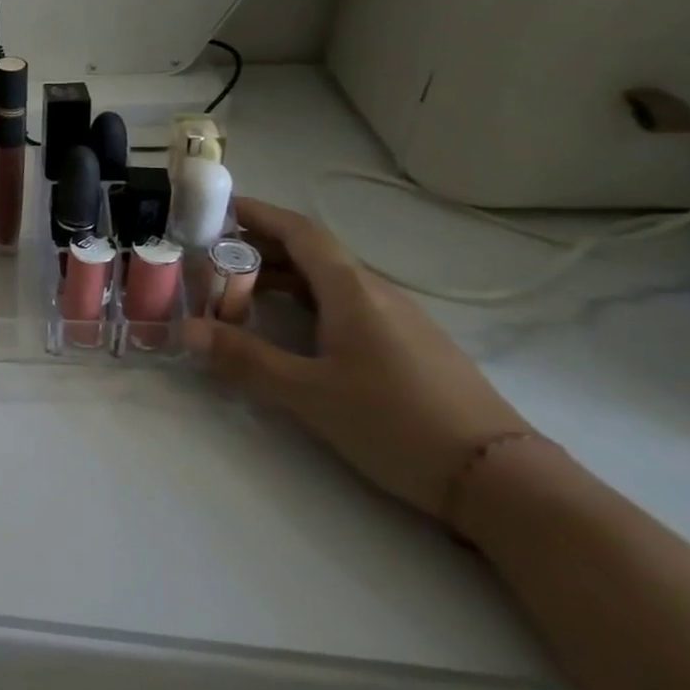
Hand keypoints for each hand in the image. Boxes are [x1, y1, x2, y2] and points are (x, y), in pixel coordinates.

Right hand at [187, 198, 531, 518]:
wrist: (503, 481)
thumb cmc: (397, 423)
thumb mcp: (308, 393)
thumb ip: (244, 358)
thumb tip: (186, 331)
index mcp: (352, 292)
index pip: (300, 232)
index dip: (258, 213)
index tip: (216, 207)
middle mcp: (377, 294)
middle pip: (312, 253)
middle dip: (259, 247)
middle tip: (210, 256)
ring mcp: (399, 321)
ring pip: (329, 282)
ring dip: (282, 277)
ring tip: (237, 292)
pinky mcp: (409, 348)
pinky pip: (346, 306)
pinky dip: (306, 302)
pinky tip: (289, 329)